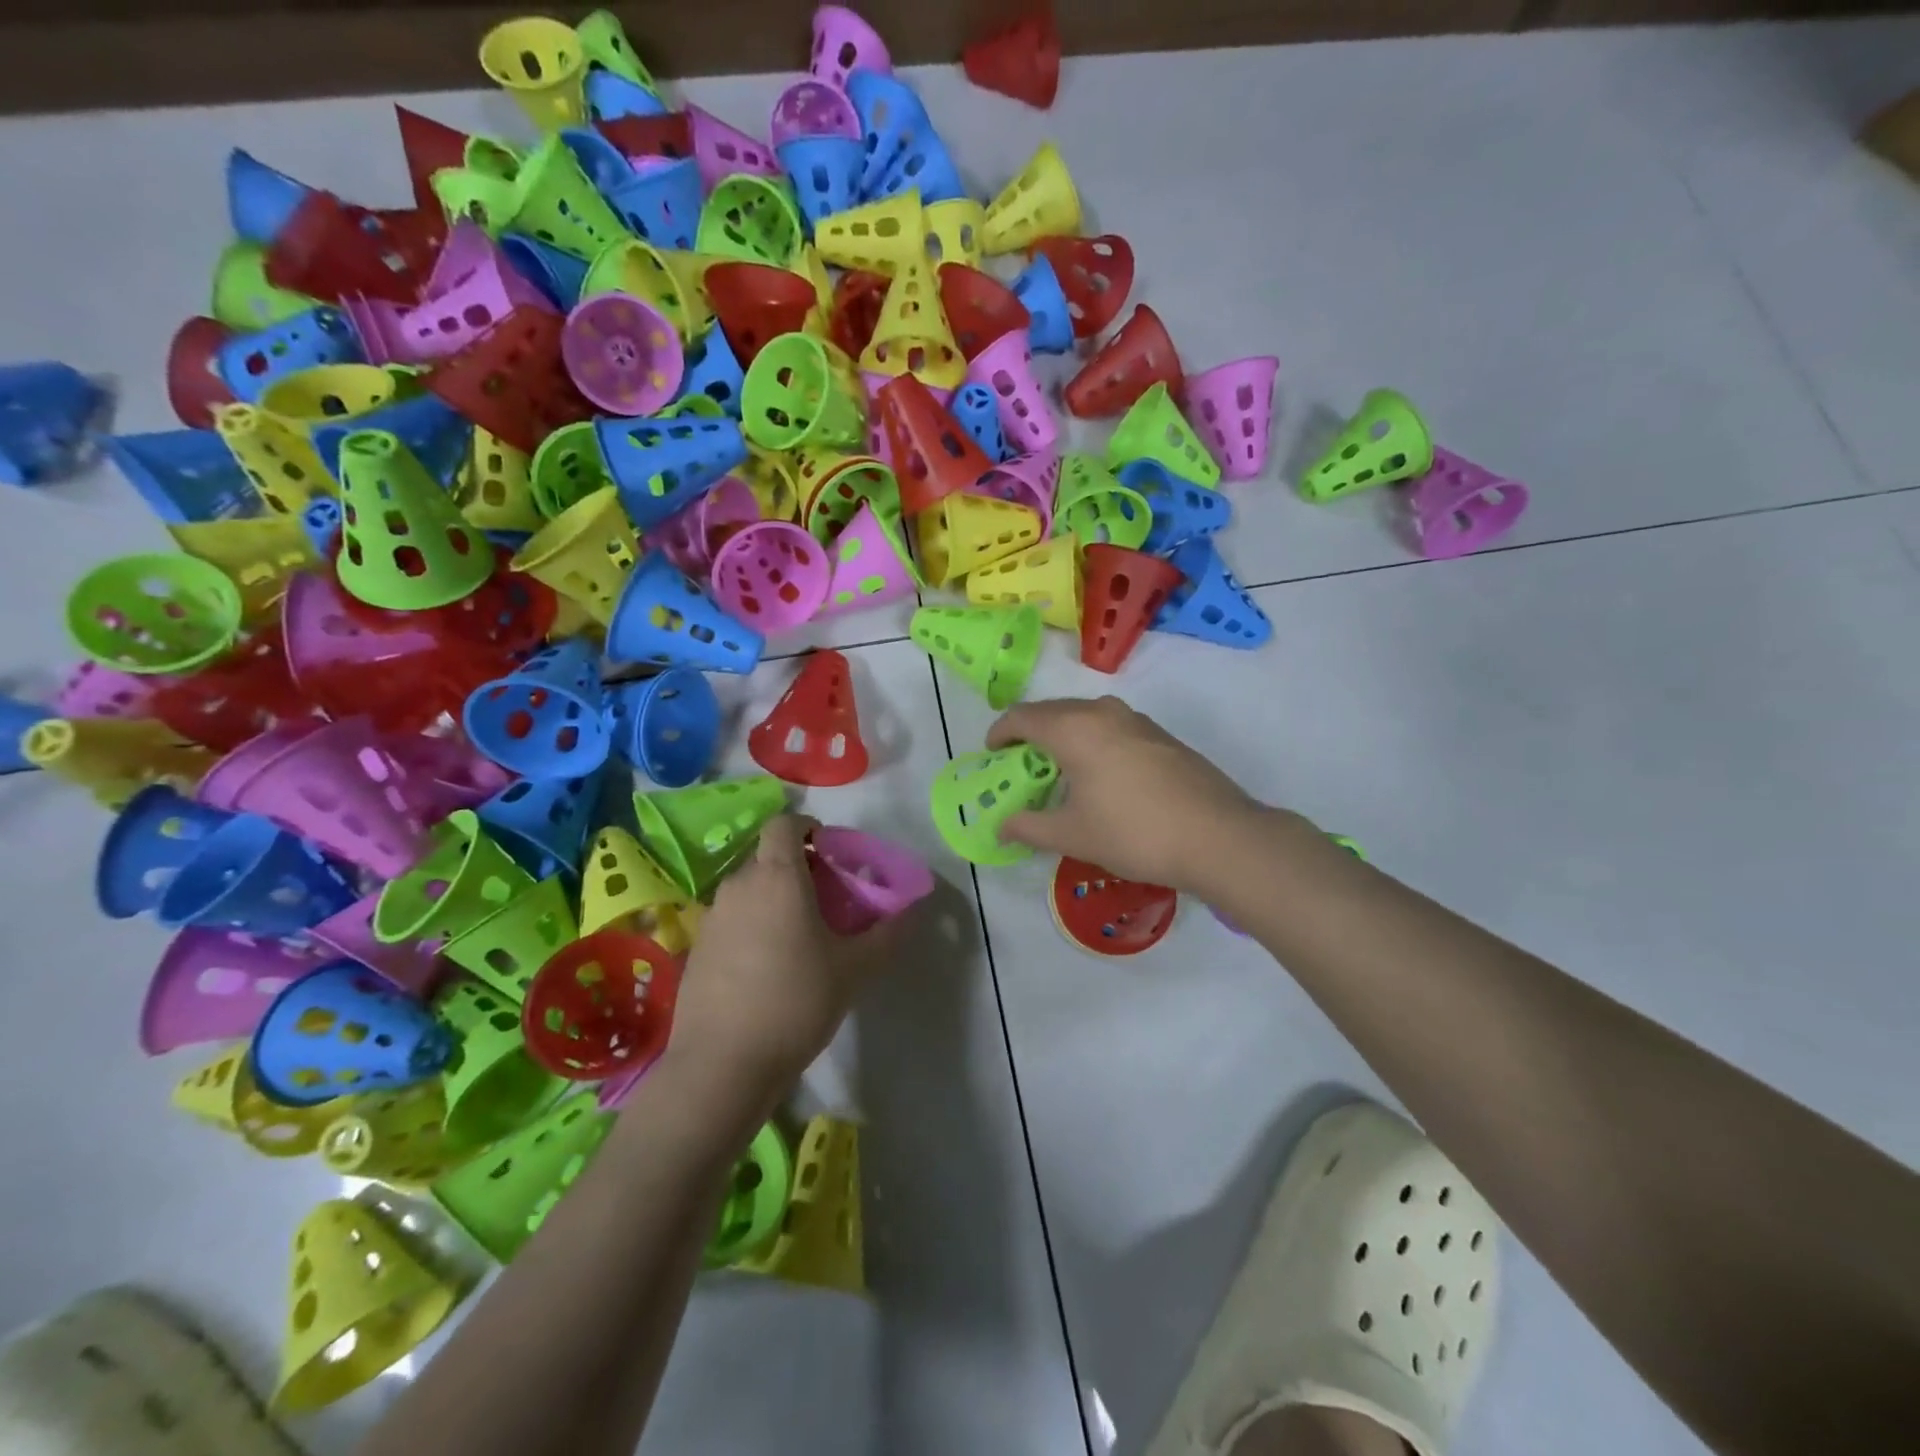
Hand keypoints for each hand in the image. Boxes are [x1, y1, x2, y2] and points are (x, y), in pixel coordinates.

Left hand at [667, 815, 904, 1103]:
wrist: (722, 1065)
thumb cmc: (796, 1001)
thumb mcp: (854, 969)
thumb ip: (887, 933)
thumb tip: (911, 911)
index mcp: (777, 877)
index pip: (784, 824)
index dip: (808, 829)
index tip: (831, 855)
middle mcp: (739, 886)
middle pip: (768, 858)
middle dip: (799, 869)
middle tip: (828, 902)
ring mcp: (712, 918)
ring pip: (750, 890)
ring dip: (775, 899)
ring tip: (800, 938)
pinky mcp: (697, 949)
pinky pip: (732, 920)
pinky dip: (753, 927)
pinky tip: (768, 969)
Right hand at [986, 696, 1277, 892]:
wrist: (1218, 836)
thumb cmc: (1133, 833)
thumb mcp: (1072, 835)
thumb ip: (1028, 826)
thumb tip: (1000, 826)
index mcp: (1074, 729)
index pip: (1023, 716)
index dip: (1000, 732)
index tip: (991, 753)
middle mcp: (1104, 712)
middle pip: (1053, 711)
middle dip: (1030, 732)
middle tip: (1020, 763)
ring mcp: (1138, 721)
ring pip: (1086, 716)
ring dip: (1064, 735)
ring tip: (1059, 768)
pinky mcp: (1162, 736)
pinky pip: (1112, 727)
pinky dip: (1093, 741)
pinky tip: (1101, 774)